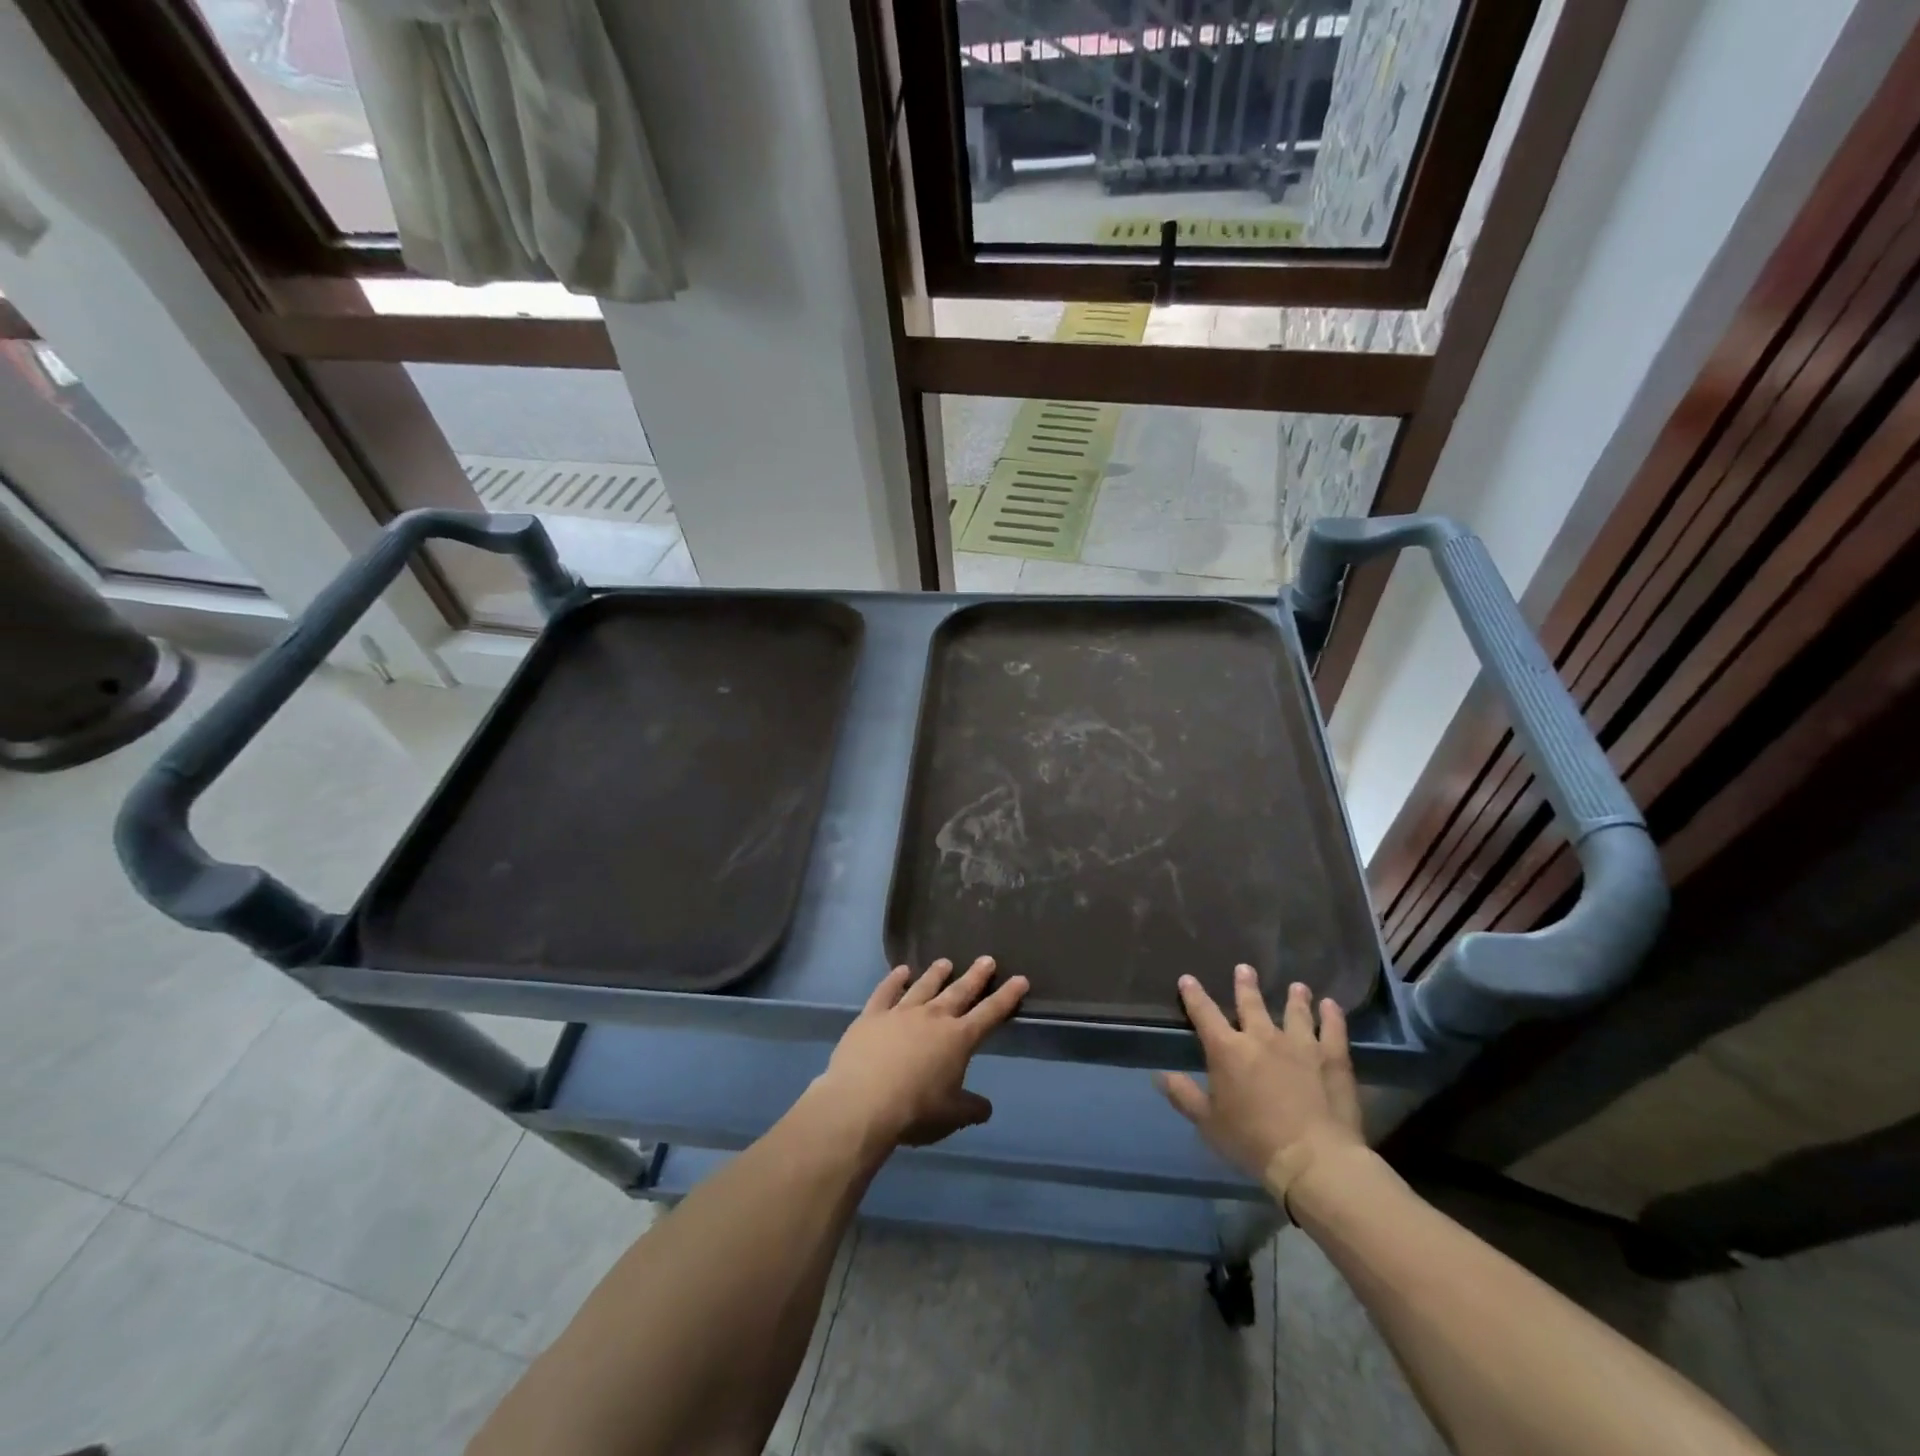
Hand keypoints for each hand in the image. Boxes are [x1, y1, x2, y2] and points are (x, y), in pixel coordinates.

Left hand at [812, 958, 1028, 1148]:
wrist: (863, 1102)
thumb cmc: (915, 1112)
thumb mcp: (951, 1117)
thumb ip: (970, 1109)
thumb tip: (986, 1107)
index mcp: (958, 1039)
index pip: (990, 1013)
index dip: (1007, 996)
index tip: (1020, 979)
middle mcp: (933, 1017)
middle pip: (959, 991)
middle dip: (976, 976)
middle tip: (987, 959)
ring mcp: (901, 1012)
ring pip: (924, 986)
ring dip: (937, 974)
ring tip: (946, 962)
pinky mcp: (872, 1015)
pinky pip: (886, 991)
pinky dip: (894, 979)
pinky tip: (900, 971)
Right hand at [1154, 966, 1364, 1201]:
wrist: (1313, 1160)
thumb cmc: (1253, 1142)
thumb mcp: (1208, 1123)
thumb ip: (1184, 1095)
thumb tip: (1161, 1074)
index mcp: (1227, 1050)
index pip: (1204, 1013)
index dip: (1194, 995)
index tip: (1188, 979)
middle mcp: (1261, 1037)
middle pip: (1251, 1004)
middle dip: (1245, 985)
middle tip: (1245, 968)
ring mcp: (1300, 1044)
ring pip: (1295, 1012)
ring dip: (1295, 998)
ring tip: (1297, 987)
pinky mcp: (1332, 1058)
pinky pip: (1333, 1030)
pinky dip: (1332, 1017)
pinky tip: (1331, 1005)